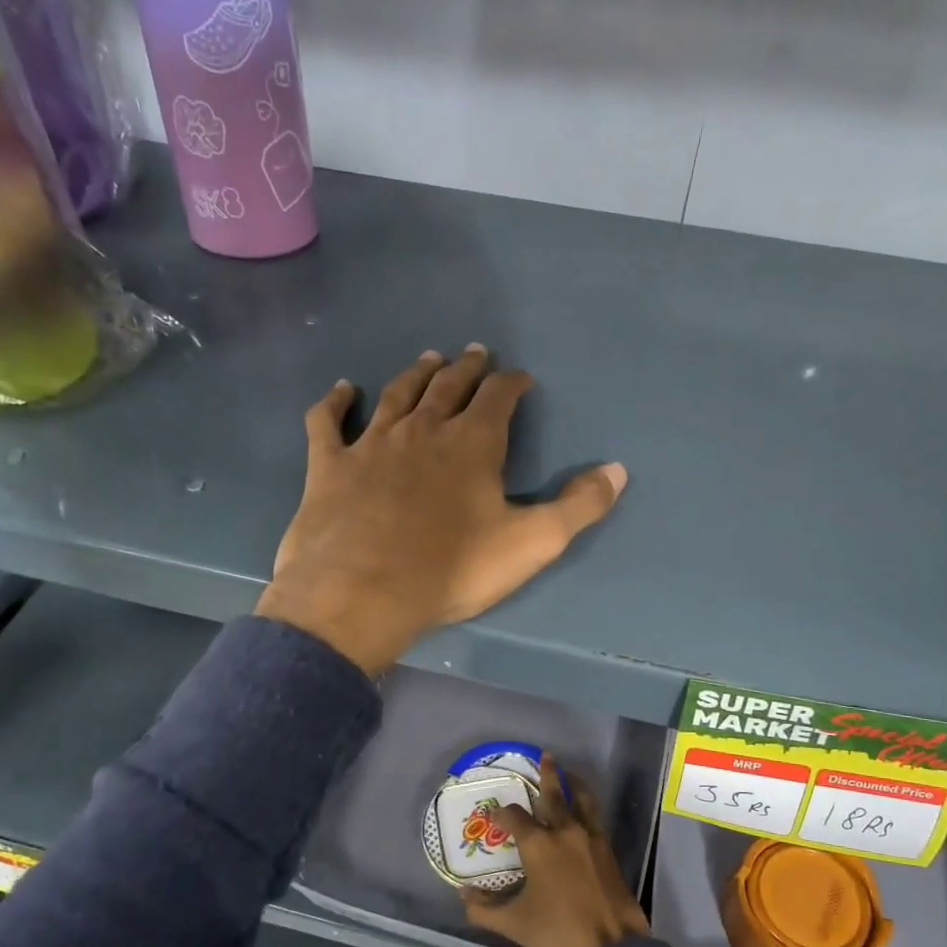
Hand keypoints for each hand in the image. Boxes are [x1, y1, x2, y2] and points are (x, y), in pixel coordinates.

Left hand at [257, 346, 627, 674]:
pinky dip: (335, 402)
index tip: (520, 378)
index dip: (512, 384)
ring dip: (415, 374)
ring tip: (429, 359)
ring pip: (397, 395)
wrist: (362, 592)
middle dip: (466, 369)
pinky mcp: (330, 465)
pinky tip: (342, 391)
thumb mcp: (532, 543)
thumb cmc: (452, 569)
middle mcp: (422, 430)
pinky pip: (328, 422)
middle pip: (448, 386)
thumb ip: (578, 506)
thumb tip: (618, 471)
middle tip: (475, 354)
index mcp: (472, 443)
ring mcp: (371, 443)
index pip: (499, 397)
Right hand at [460, 756, 650, 946]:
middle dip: (548, 775)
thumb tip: (463, 896)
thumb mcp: (514, 924)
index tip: (495, 815)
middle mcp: (566, 832)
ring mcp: (592, 840)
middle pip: (555, 795)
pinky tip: (584, 813)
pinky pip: (595, 819)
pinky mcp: (609, 852)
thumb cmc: (557, 934)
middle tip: (546, 756)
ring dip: (574, 785)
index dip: (502, 814)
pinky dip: (587, 808)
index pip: (515, 817)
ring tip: (569, 773)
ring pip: (582, 801)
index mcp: (539, 844)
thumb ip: (484, 909)